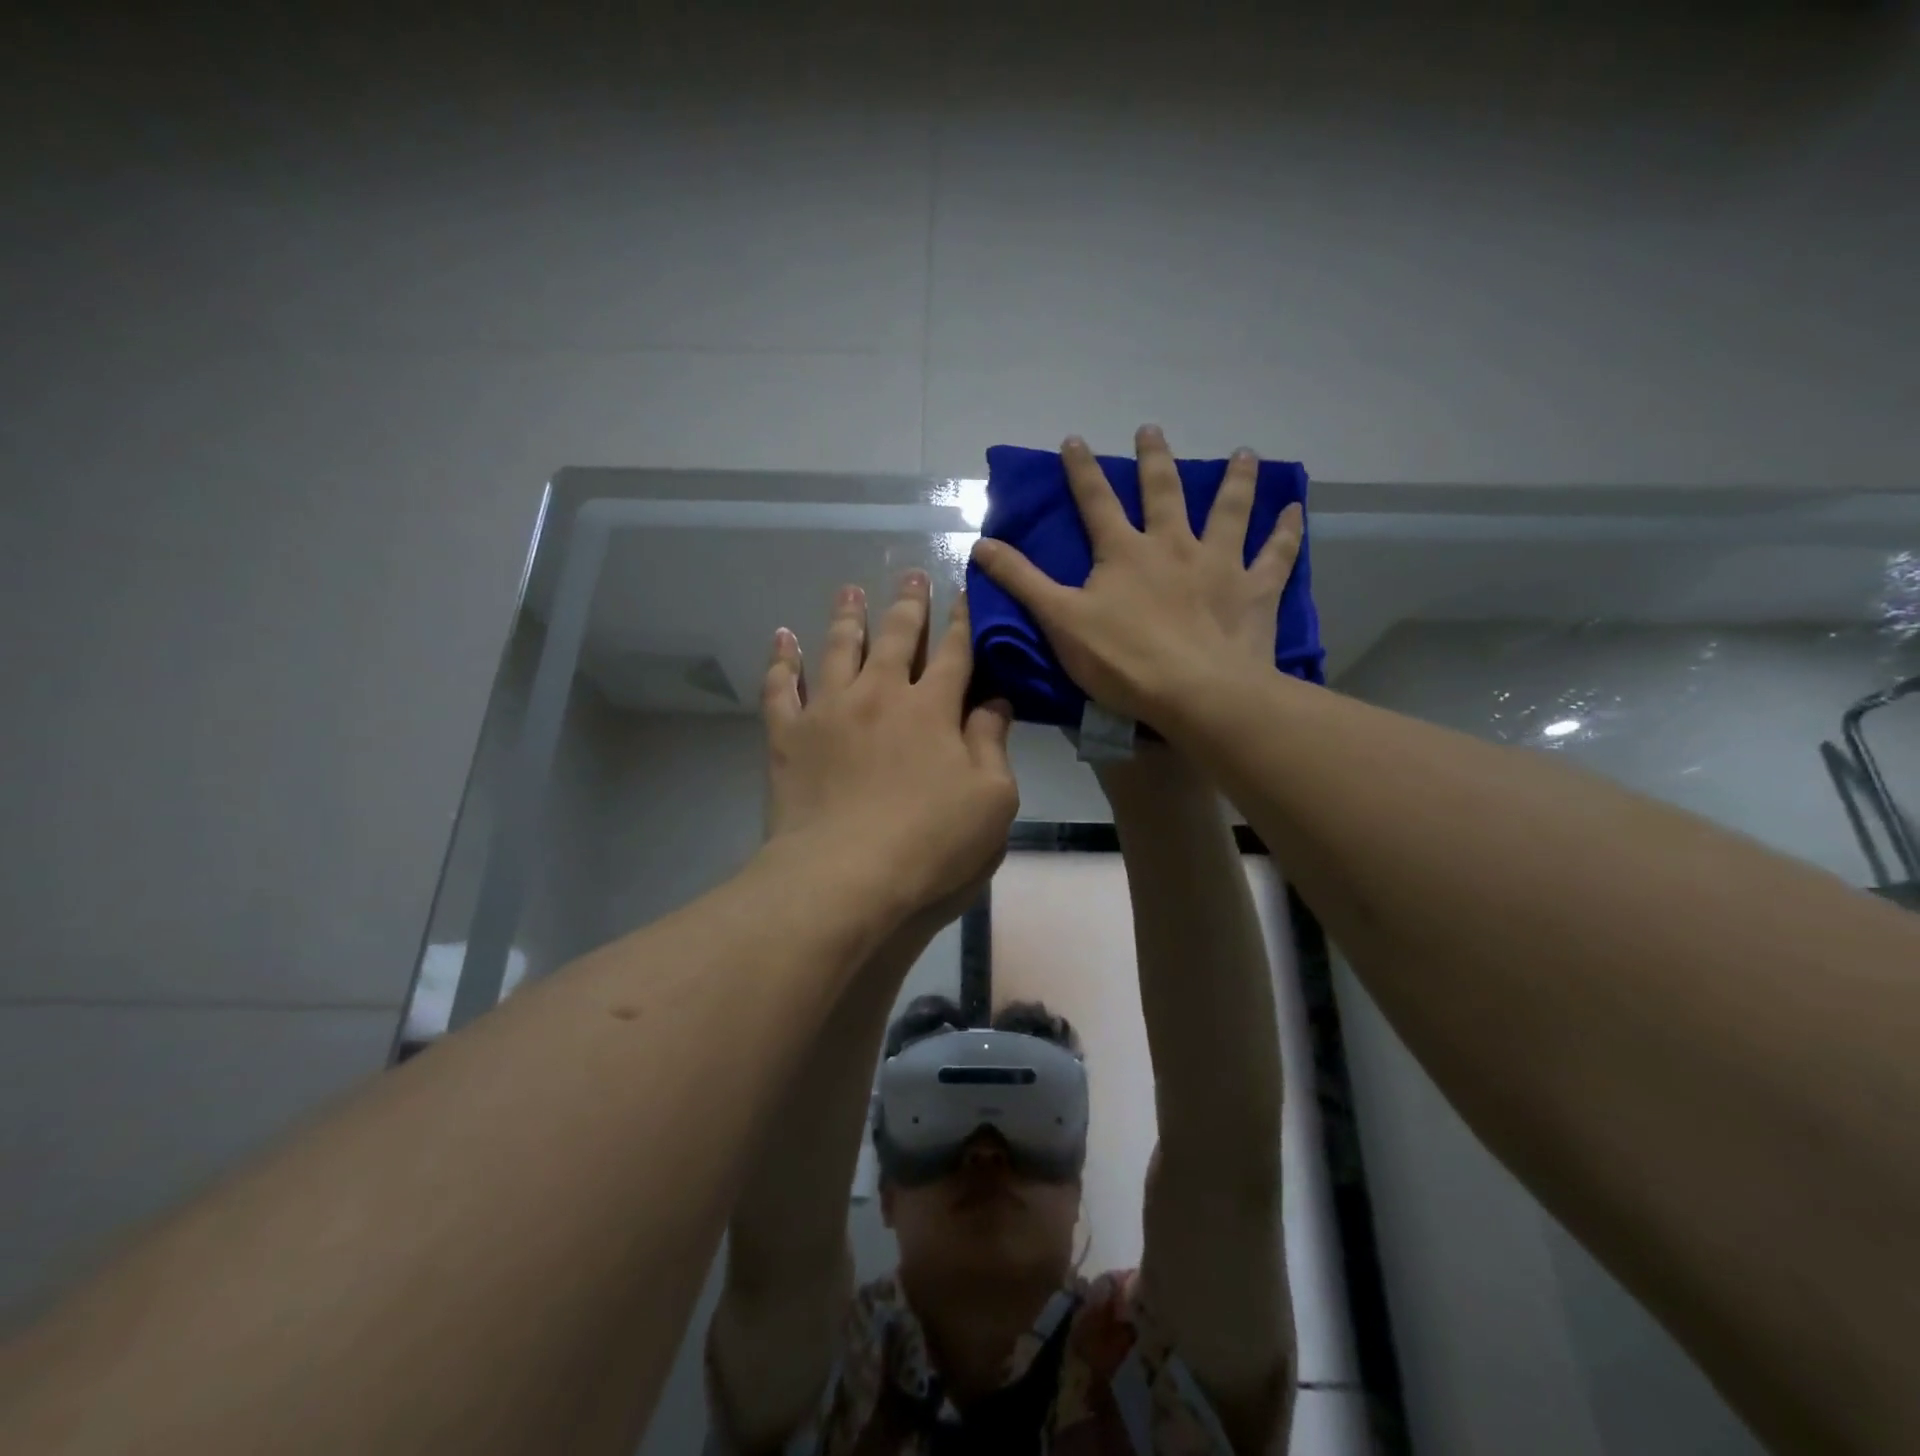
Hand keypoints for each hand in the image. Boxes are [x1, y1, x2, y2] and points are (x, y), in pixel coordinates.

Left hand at [763, 572, 1017, 925]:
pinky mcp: (788, 735)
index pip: (954, 653)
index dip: (963, 621)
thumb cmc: (932, 845)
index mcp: (933, 709)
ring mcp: (829, 710)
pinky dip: (781, 659)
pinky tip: (781, 637)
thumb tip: (996, 701)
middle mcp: (880, 694)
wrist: (844, 878)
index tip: (965, 593)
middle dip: (909, 605)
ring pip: (839, 647)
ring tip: (850, 589)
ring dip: (848, 615)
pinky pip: (780, 687)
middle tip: (912, 575)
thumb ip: (993, 744)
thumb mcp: (992, 801)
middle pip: (897, 637)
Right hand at [970, 424, 1302, 725]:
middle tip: (1151, 429)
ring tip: (1243, 453)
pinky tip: (1295, 510)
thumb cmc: (1123, 660)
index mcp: (1124, 552)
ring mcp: (1219, 564)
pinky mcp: (1254, 590)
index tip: (1074, 439)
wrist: (1197, 693)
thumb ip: (1022, 582)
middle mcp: (1173, 545)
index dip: (1081, 470)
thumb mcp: (1060, 621)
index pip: (1095, 501)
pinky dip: (1286, 532)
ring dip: (1234, 480)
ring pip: (1228, 510)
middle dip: (1153, 459)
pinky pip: (1276, 554)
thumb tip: (980, 545)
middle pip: (1163, 492)